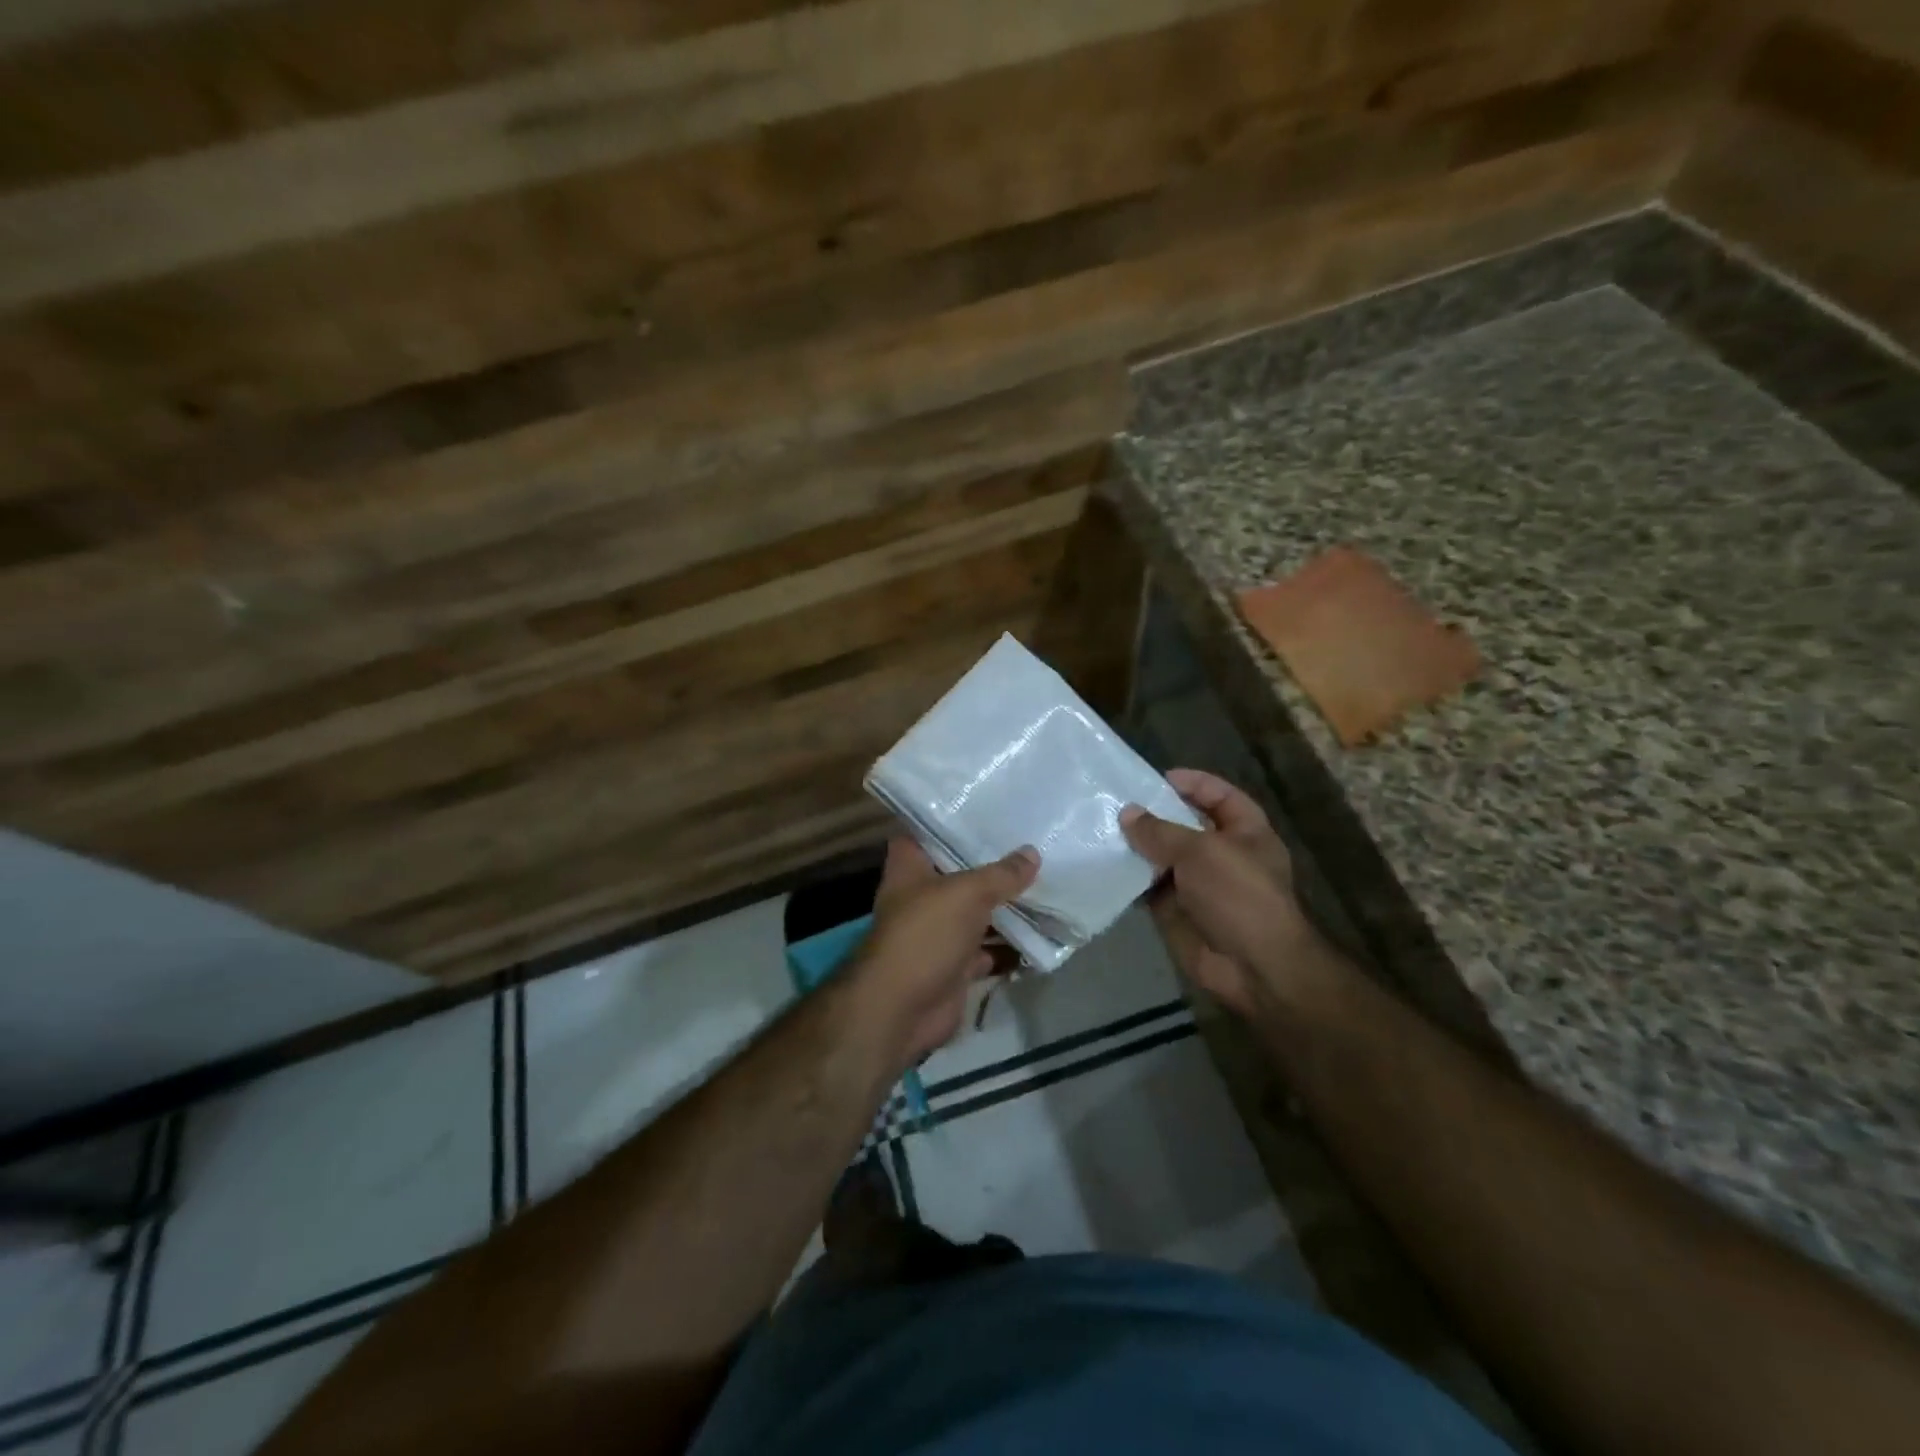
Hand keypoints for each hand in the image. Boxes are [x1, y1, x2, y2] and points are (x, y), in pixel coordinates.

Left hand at [849, 838, 1038, 1065]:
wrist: (902, 1010)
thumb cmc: (926, 934)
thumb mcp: (967, 893)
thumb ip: (1001, 874)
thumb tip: (1032, 854)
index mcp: (910, 868)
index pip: (926, 833)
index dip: (951, 821)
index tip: (986, 810)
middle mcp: (922, 897)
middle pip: (960, 874)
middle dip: (993, 866)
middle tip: (1033, 846)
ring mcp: (939, 933)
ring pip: (978, 914)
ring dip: (1007, 908)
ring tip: (1049, 886)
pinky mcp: (955, 966)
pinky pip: (989, 951)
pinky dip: (1012, 948)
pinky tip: (1044, 935)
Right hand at [1121, 769, 1312, 1017]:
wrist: (1253, 966)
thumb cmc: (1238, 895)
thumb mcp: (1201, 852)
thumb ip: (1161, 831)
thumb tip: (1127, 813)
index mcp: (1245, 832)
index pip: (1219, 796)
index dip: (1193, 783)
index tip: (1156, 778)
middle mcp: (1222, 854)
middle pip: (1184, 825)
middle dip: (1154, 814)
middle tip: (1115, 801)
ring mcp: (1198, 883)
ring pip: (1162, 856)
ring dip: (1136, 846)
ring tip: (1100, 828)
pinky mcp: (1176, 909)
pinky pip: (1148, 887)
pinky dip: (1129, 878)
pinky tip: (1102, 863)